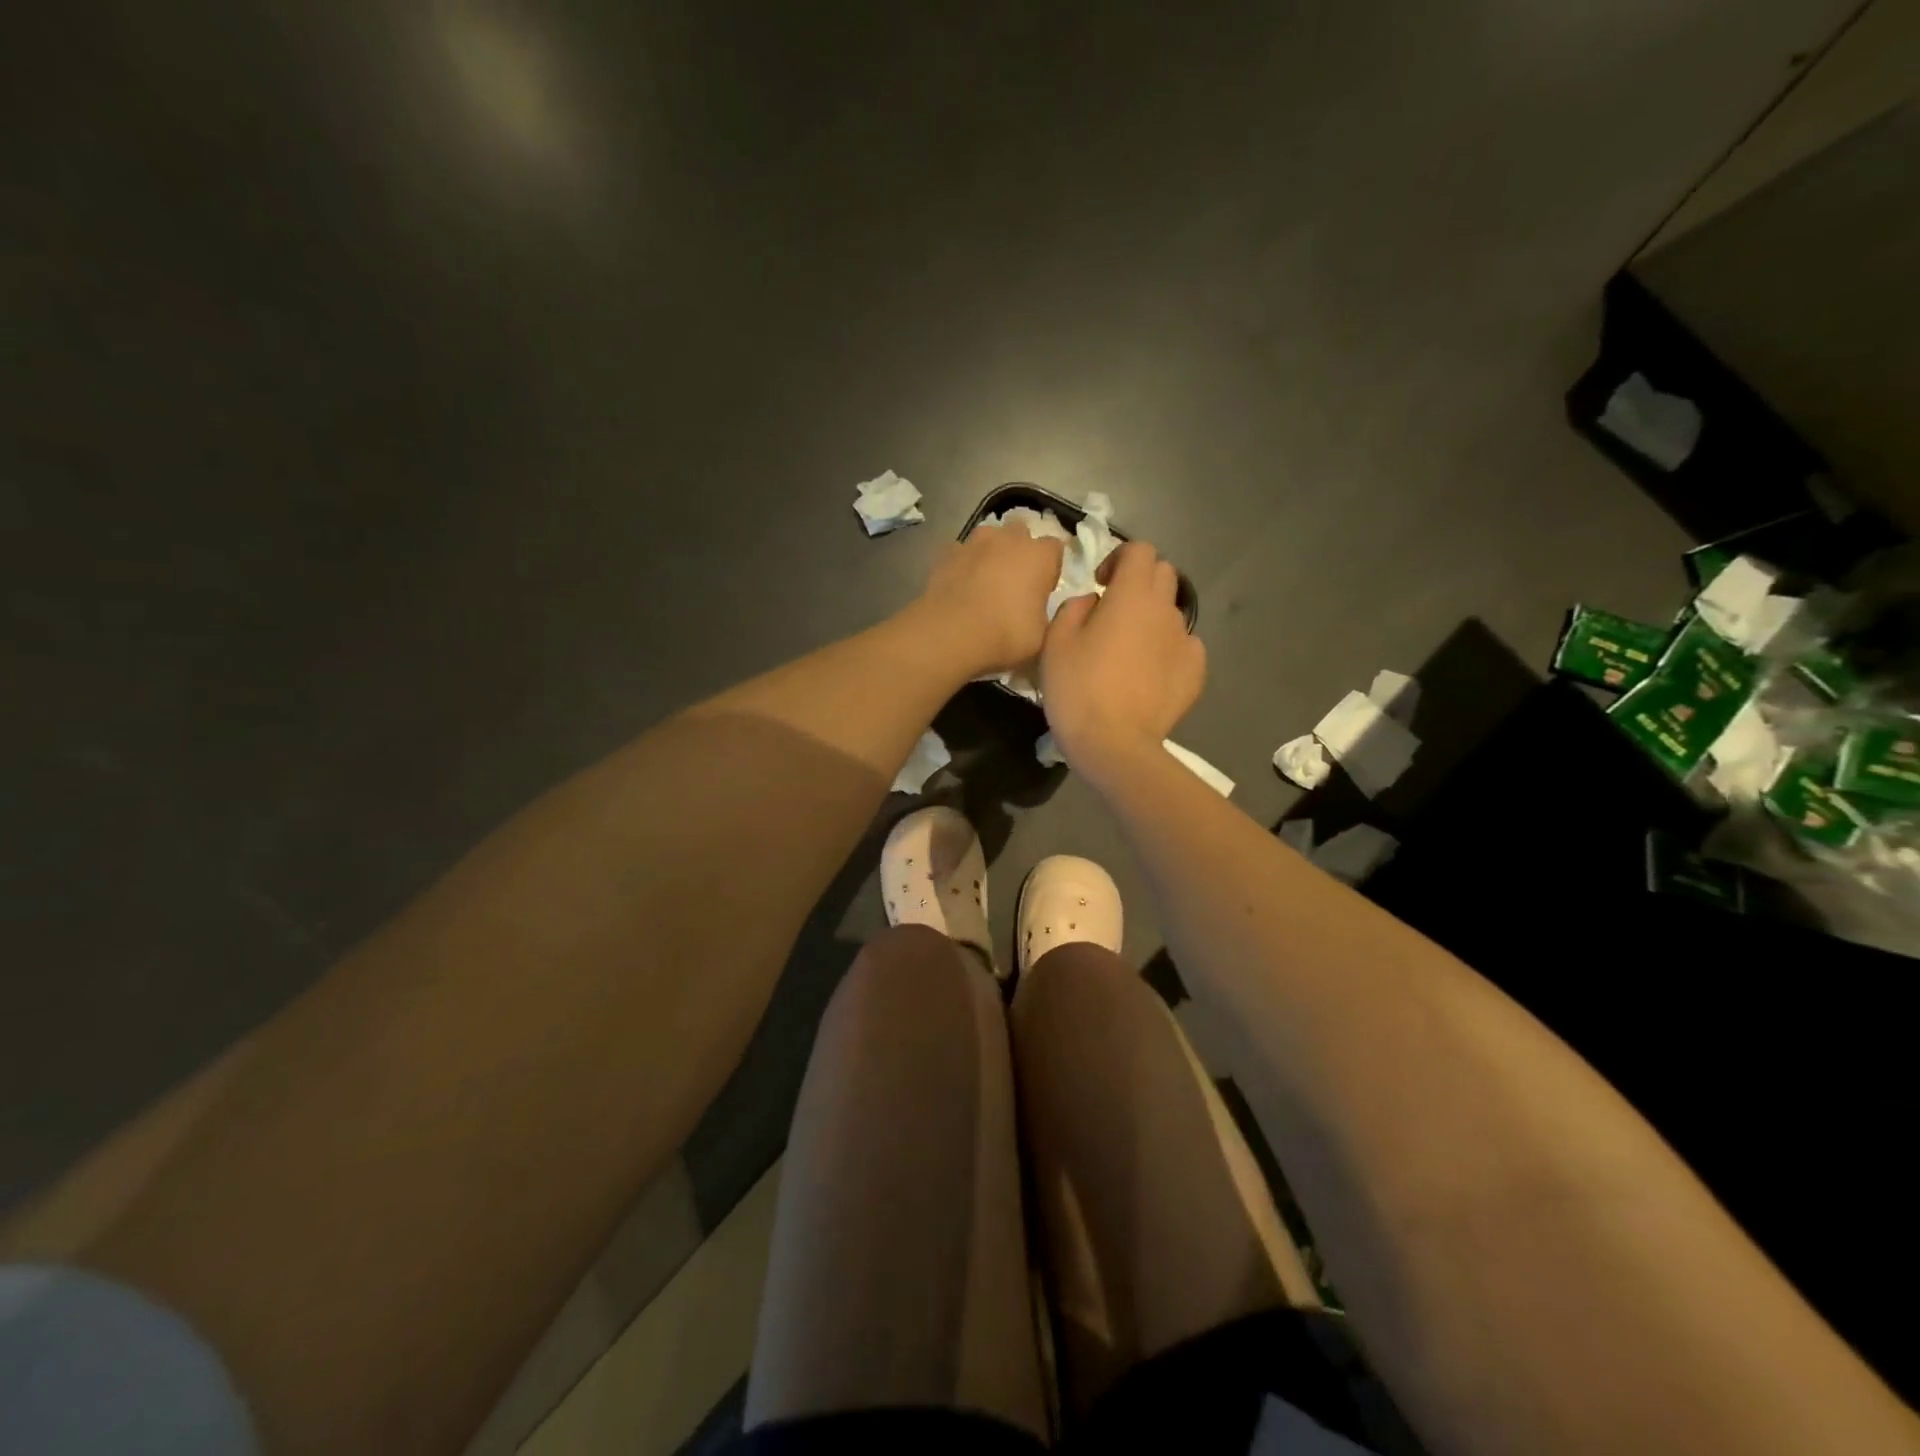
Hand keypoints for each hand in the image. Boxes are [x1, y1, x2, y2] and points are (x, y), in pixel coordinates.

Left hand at [909, 523, 1066, 677]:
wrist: (951, 633)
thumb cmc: (1006, 634)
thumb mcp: (1041, 635)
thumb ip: (1044, 614)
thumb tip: (1038, 608)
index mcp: (1039, 556)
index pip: (1054, 549)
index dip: (1049, 568)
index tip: (1043, 589)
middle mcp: (1009, 539)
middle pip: (1020, 534)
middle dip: (1019, 552)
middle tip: (1014, 582)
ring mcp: (975, 542)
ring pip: (989, 538)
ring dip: (990, 553)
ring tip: (984, 581)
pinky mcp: (947, 553)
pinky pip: (962, 553)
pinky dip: (964, 564)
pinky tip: (960, 586)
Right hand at [1039, 540, 1205, 784]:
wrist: (1114, 744)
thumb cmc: (1077, 688)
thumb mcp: (1055, 642)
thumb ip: (1074, 608)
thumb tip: (1093, 603)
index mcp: (1131, 595)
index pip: (1140, 550)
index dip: (1119, 559)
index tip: (1100, 584)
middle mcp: (1165, 610)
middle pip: (1163, 574)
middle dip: (1140, 583)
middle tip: (1114, 612)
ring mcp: (1186, 641)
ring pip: (1171, 613)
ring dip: (1151, 619)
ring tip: (1128, 651)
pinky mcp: (1196, 672)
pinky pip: (1184, 647)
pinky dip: (1167, 651)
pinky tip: (1148, 675)